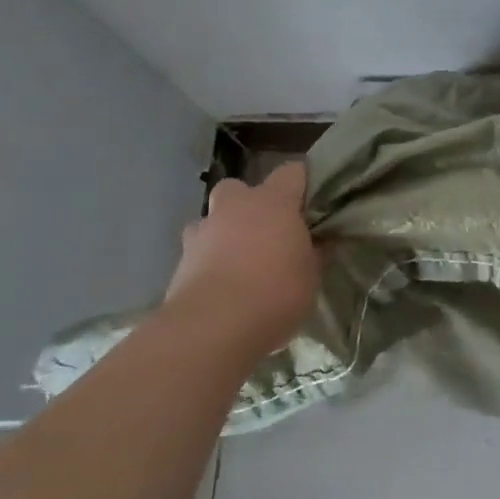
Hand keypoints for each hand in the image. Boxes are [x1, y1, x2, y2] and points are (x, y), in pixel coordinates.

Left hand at [161, 162, 319, 360]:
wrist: (213, 327)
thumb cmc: (276, 292)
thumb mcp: (312, 275)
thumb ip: (314, 252)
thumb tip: (320, 242)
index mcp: (273, 202)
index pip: (292, 171)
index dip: (302, 182)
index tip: (312, 202)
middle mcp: (235, 206)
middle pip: (240, 188)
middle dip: (250, 204)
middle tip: (267, 232)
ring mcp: (202, 232)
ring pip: (213, 220)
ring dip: (224, 234)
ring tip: (239, 263)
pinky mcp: (179, 262)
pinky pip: (198, 252)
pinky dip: (209, 263)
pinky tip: (222, 288)